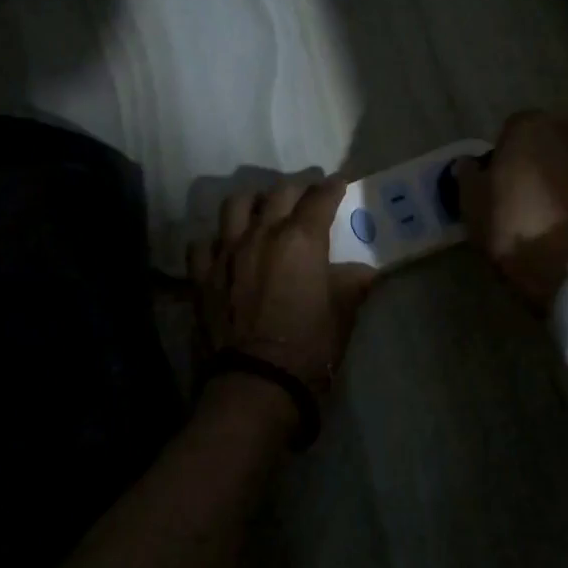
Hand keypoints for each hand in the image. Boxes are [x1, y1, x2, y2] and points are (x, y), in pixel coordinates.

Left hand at [188, 177, 376, 394]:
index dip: (332, 186)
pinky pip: (203, 243)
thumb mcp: (343, 312)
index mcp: (301, 239)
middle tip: (307, 197)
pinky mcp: (202, 276)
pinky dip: (216, 240)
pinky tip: (225, 249)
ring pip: (235, 205)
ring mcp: (226, 252)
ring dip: (253, 202)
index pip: (320, 197)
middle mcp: (261, 234)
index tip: (339, 183)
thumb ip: (352, 283)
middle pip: (278, 193)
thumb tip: (365, 271)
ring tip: (262, 211)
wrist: (257, 383)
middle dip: (297, 189)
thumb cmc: (310, 347)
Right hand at [456, 111, 567, 311]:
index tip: (499, 181)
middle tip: (525, 192)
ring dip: (565, 175)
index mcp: (529, 127)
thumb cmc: (512, 228)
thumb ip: (468, 175)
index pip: (511, 129)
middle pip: (548, 139)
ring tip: (552, 209)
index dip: (504, 154)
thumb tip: (469, 164)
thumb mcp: (471, 204)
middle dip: (538, 158)